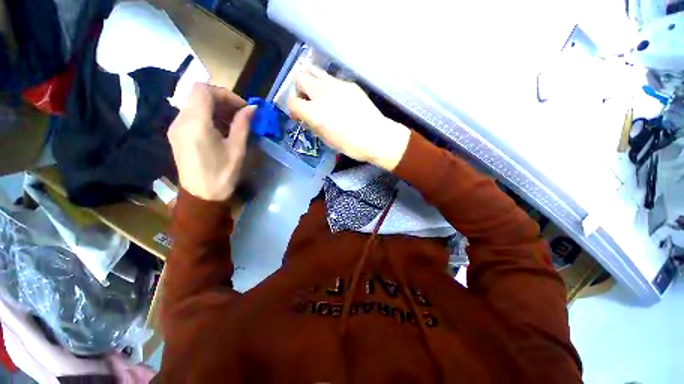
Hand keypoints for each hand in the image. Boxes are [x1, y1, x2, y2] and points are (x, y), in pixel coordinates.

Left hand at [168, 83, 253, 200]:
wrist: (201, 196)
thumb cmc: (222, 174)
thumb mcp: (237, 149)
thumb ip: (243, 125)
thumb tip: (252, 108)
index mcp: (195, 123)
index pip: (204, 90)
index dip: (225, 94)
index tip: (242, 107)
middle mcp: (180, 121)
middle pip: (199, 96)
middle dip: (223, 101)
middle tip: (242, 115)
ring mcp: (176, 128)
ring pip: (195, 105)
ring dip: (216, 109)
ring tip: (234, 124)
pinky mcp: (177, 135)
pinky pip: (192, 116)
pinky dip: (208, 117)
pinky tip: (221, 131)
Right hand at [288, 66, 410, 170]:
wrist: (375, 136)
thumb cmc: (350, 145)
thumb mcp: (327, 139)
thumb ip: (313, 124)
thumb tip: (307, 116)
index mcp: (315, 112)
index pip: (292, 102)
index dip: (293, 109)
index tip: (299, 116)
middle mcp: (322, 93)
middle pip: (300, 77)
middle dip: (300, 89)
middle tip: (308, 101)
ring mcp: (337, 85)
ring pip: (315, 71)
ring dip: (312, 82)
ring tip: (320, 95)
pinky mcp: (349, 84)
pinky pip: (333, 79)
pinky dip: (330, 86)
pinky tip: (339, 99)